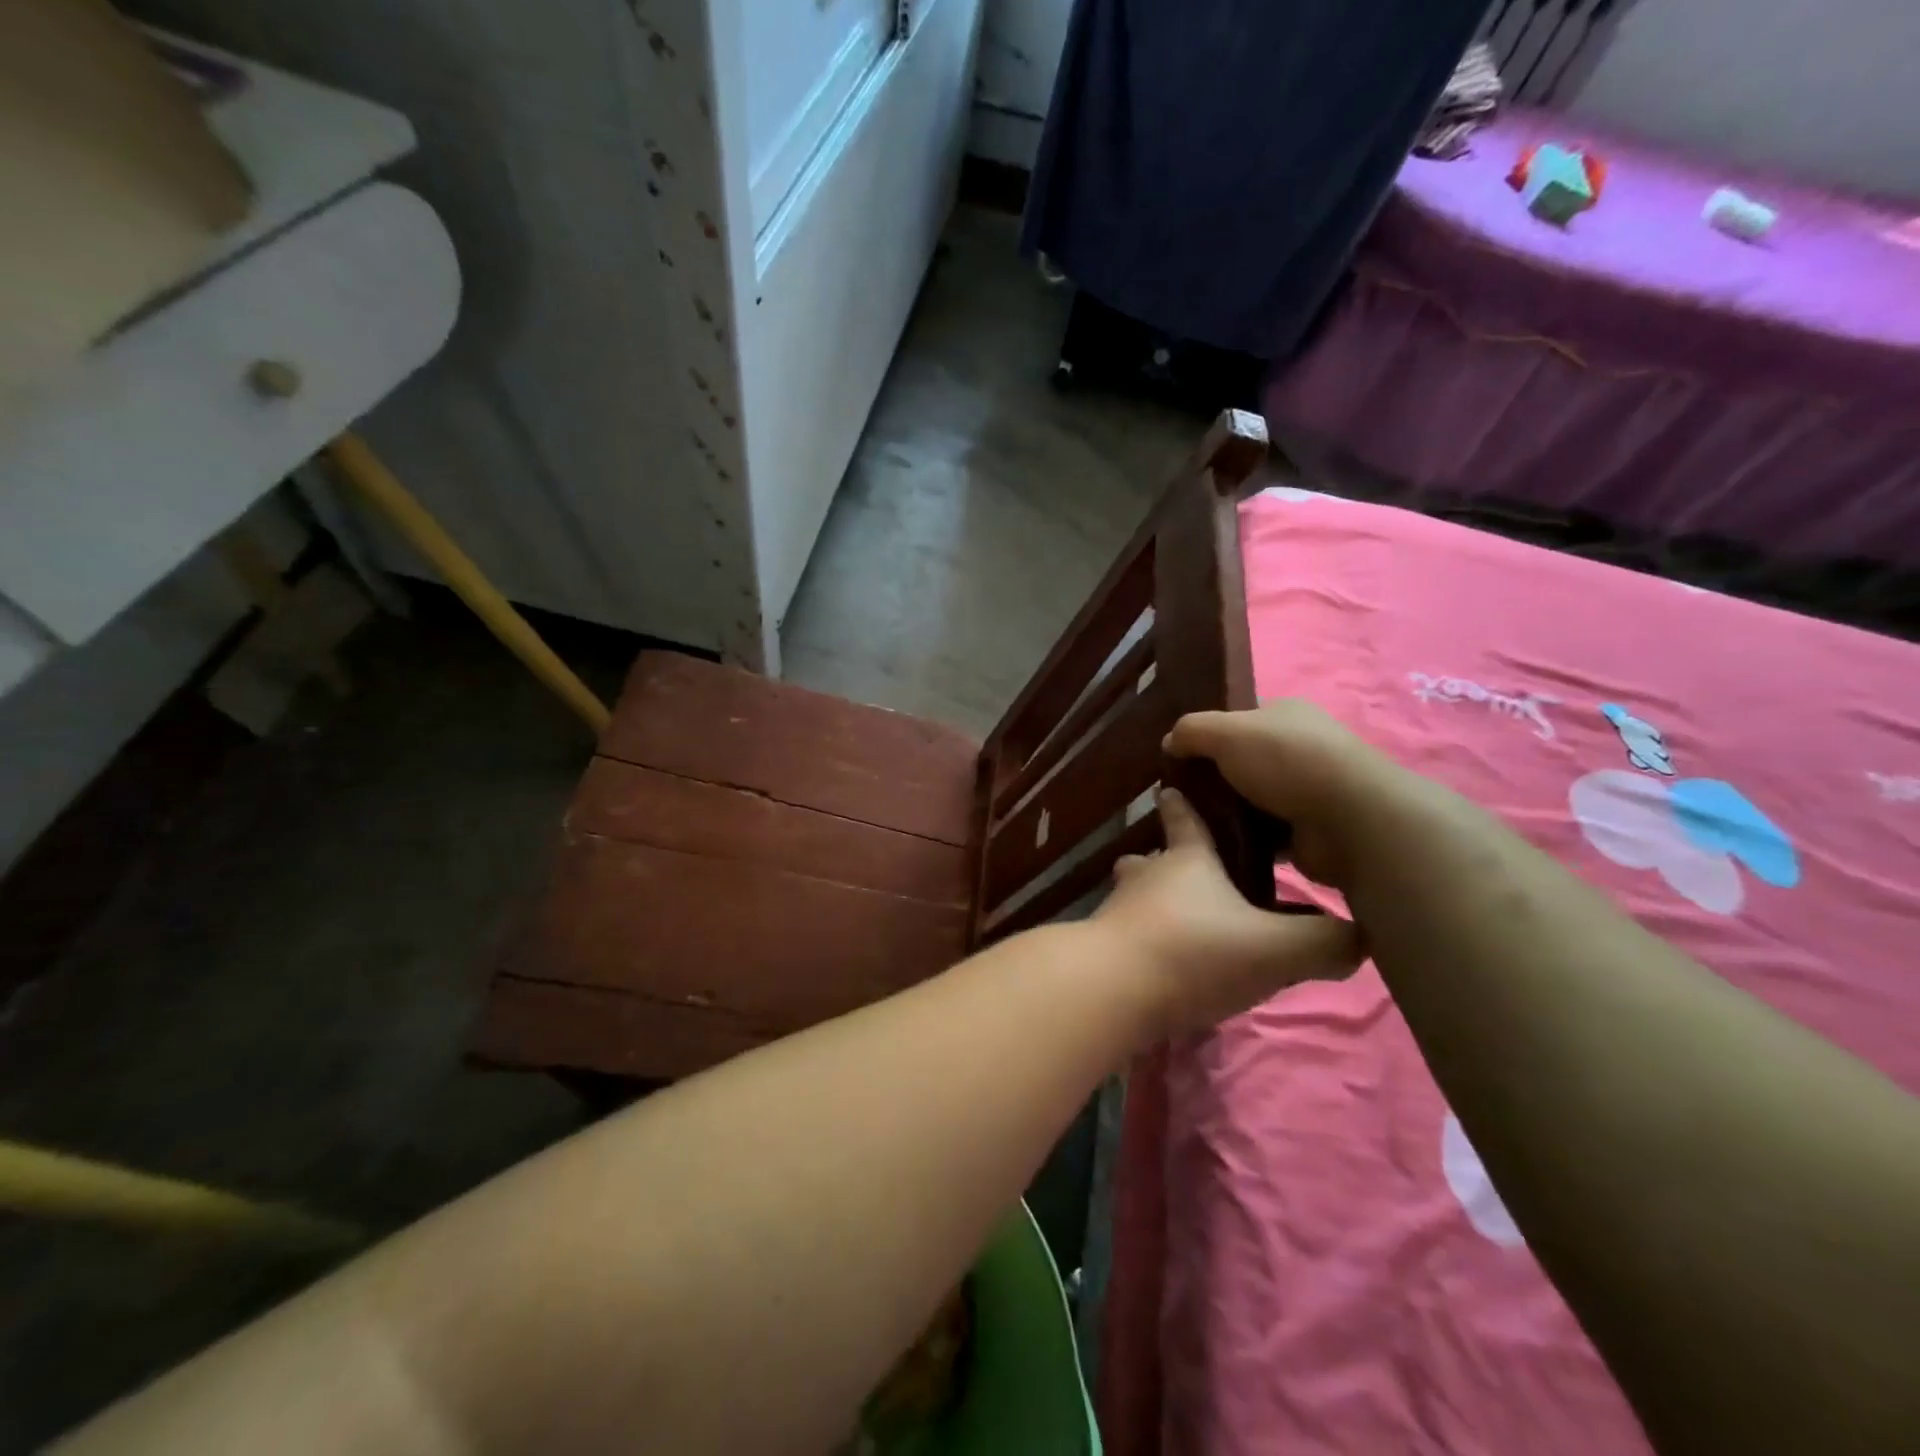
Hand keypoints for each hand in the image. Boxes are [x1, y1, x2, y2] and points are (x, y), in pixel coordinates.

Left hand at [1094, 788, 1361, 1034]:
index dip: (1182, 803)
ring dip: (1152, 899)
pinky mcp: (1103, 949)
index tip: (1170, 787)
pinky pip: (1127, 933)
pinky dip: (1144, 938)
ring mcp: (1118, 912)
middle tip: (1191, 871)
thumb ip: (1324, 943)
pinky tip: (1164, 962)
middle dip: (1167, 857)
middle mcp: (1146, 878)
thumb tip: (1362, 937)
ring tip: (1180, 918)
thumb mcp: (1276, 948)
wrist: (1111, 989)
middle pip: (1152, 857)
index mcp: (1186, 860)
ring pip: (1135, 894)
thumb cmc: (1194, 950)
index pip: (1184, 818)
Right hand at [1163, 699, 1415, 889]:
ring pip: (1249, 799)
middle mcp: (1298, 748)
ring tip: (1189, 824)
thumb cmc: (1286, 762)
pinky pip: (1262, 833)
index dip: (1206, 733)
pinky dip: (1242, 839)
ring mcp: (1306, 791)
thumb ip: (1191, 730)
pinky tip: (1215, 846)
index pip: (1237, 719)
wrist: (1350, 822)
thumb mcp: (1226, 732)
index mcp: (1285, 714)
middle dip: (1211, 777)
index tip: (1176, 755)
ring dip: (1225, 811)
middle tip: (1176, 794)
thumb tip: (1169, 741)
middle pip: (1241, 761)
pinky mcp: (1307, 830)